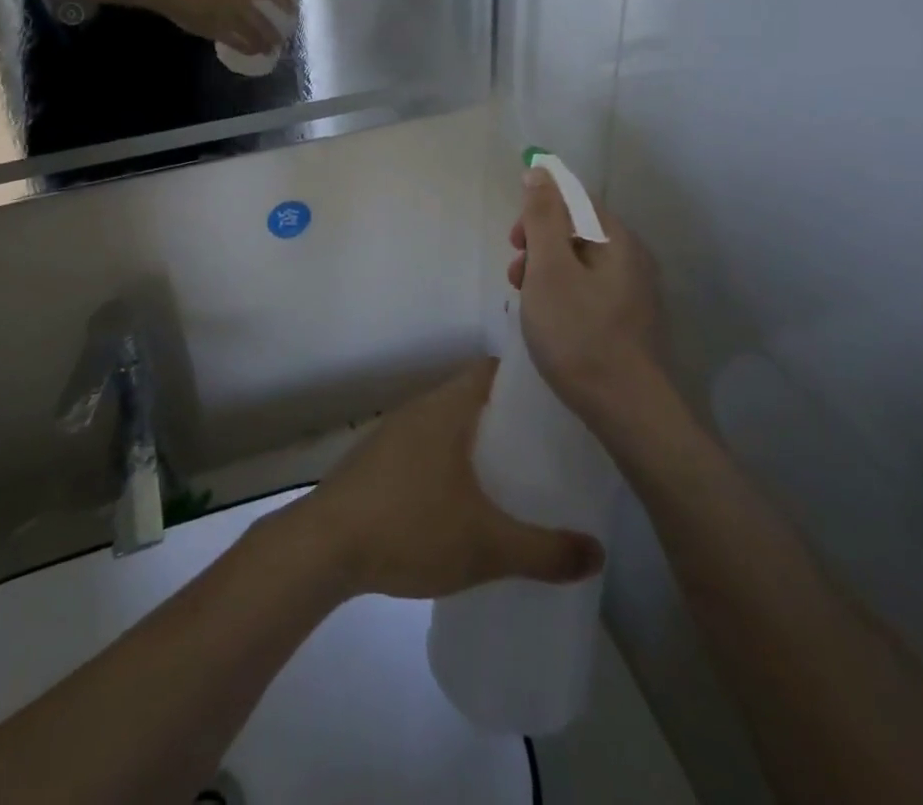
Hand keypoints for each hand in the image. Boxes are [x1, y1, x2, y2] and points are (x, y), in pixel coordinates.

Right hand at [149, 0, 292, 53]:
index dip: (284, 2)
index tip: (293, 11)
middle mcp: (237, 1)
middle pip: (263, 21)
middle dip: (275, 33)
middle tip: (282, 40)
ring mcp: (227, 17)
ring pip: (253, 35)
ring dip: (264, 44)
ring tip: (270, 50)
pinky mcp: (216, 31)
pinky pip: (237, 43)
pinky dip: (247, 49)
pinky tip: (253, 52)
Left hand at [285, 361, 604, 600]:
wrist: (324, 546)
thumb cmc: (410, 526)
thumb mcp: (487, 546)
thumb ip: (545, 550)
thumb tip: (598, 552)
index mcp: (447, 407)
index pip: (492, 370)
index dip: (525, 382)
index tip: (557, 407)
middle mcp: (420, 408)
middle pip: (472, 396)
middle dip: (507, 418)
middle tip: (545, 449)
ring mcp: (394, 432)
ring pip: (447, 423)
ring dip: (476, 442)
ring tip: (511, 476)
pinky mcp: (377, 460)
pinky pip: (425, 446)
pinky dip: (449, 461)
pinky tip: (462, 500)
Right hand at [509, 170, 663, 427]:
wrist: (628, 410)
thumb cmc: (580, 333)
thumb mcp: (550, 269)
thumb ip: (543, 217)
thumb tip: (540, 171)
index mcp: (617, 239)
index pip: (575, 199)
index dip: (539, 209)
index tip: (515, 240)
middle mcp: (632, 257)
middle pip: (578, 230)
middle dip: (539, 243)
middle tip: (516, 273)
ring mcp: (634, 291)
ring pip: (580, 262)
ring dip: (547, 270)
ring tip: (525, 300)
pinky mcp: (630, 320)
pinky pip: (589, 289)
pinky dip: (562, 293)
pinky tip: (548, 320)